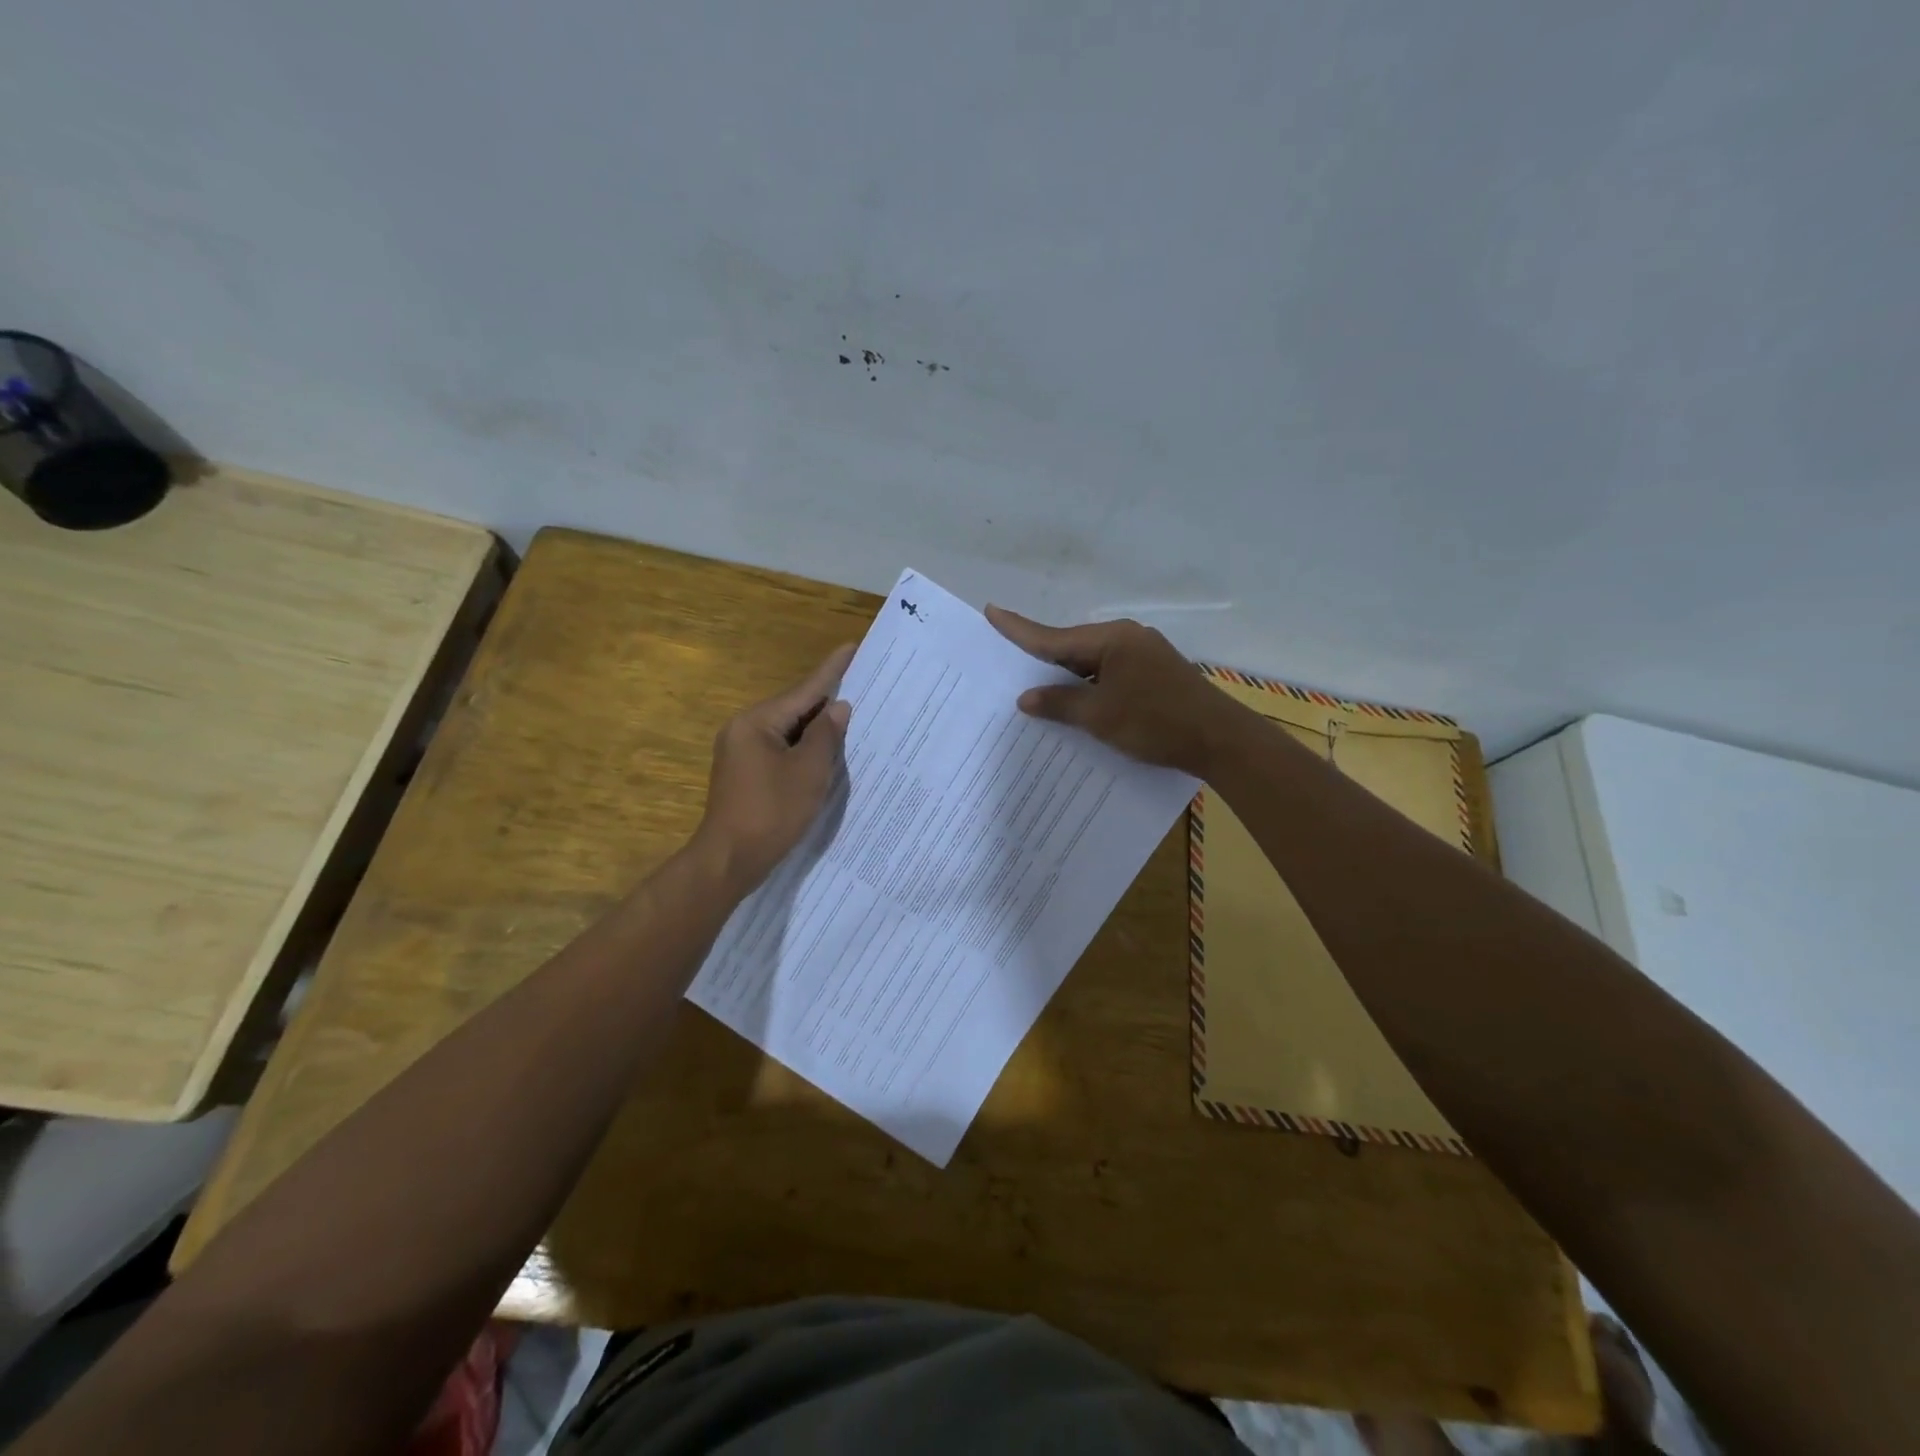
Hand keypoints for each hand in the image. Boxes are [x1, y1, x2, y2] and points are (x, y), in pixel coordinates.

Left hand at [695, 644, 854, 891]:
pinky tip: (826, 751)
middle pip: (794, 708)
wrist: (729, 861)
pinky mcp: (745, 773)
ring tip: (852, 717)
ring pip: (788, 731)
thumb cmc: (771, 812)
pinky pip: (781, 750)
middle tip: (862, 686)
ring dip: (817, 728)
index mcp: (757, 722)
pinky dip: (804, 749)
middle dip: (827, 701)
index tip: (852, 647)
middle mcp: (744, 730)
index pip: (803, 690)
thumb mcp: (808, 771)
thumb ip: (826, 735)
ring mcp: (741, 752)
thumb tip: (838, 708)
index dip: (832, 670)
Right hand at [984, 607, 1235, 774]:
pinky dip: (1090, 686)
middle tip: (1008, 659)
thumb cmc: (1156, 723)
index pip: (1053, 637)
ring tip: (1036, 686)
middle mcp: (1127, 638)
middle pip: (1073, 647)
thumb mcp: (1100, 717)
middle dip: (1042, 658)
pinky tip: (1078, 701)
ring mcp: (1144, 654)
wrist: (1220, 740)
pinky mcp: (1155, 673)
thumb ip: (1060, 703)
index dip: (1019, 629)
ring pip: (1092, 663)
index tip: (991, 611)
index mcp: (1111, 639)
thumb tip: (1025, 697)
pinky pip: (1110, 674)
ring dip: (1067, 677)